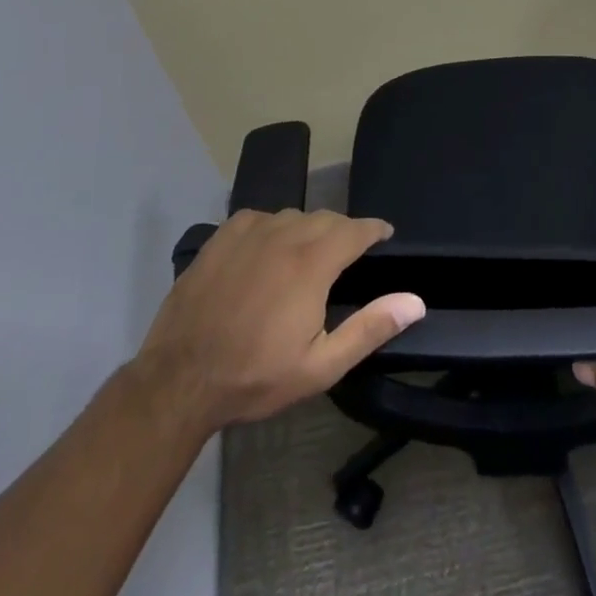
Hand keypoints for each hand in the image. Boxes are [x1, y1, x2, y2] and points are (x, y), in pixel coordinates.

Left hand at [131, 209, 424, 436]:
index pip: (356, 229)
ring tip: (309, 254)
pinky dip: (273, 228)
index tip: (385, 235)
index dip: (374, 229)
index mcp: (312, 263)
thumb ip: (370, 328)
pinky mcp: (222, 237)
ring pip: (293, 216)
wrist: (179, 379)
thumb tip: (415, 301)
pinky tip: (269, 250)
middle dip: (344, 231)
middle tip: (348, 255)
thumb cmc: (255, 375)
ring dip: (309, 229)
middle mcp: (284, 235)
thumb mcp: (321, 366)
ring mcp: (249, 232)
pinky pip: (259, 218)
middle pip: (326, 218)